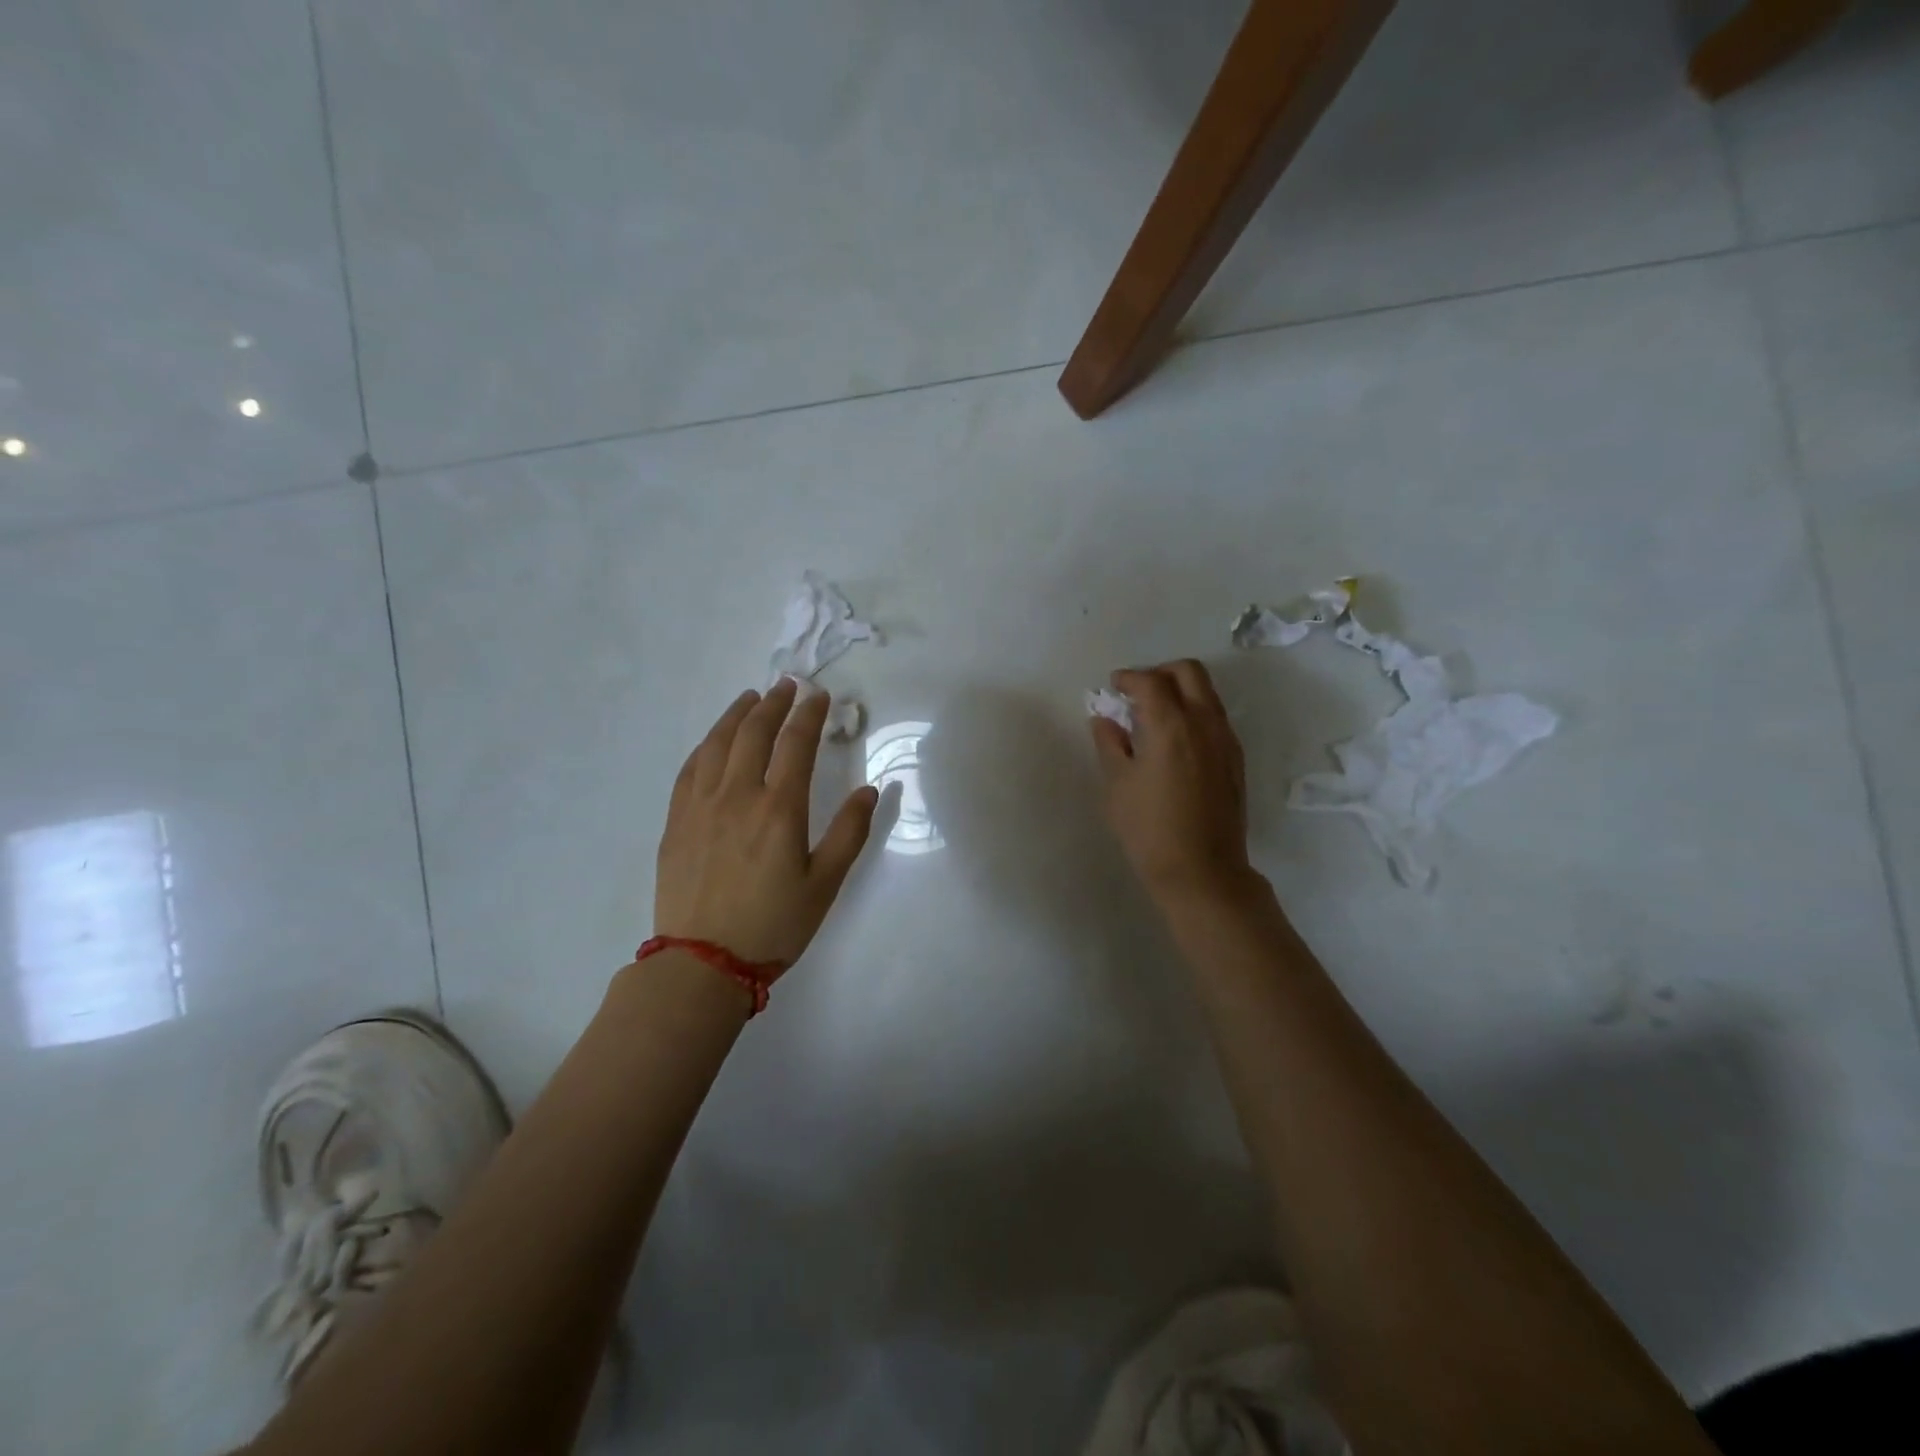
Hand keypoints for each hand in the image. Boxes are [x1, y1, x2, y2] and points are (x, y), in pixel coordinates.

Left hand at [655, 678, 879, 966]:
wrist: (702, 963)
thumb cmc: (773, 926)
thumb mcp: (825, 885)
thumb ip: (849, 833)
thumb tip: (871, 791)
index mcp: (779, 808)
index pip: (796, 743)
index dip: (809, 713)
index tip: (819, 695)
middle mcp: (737, 795)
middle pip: (754, 732)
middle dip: (774, 702)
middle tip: (787, 685)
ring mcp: (700, 805)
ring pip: (717, 743)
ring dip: (736, 714)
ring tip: (750, 698)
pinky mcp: (676, 821)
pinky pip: (690, 768)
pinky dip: (706, 744)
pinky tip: (714, 740)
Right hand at [1090, 660, 1261, 908]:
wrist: (1202, 871)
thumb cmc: (1149, 830)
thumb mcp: (1117, 786)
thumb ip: (1110, 744)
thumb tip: (1105, 719)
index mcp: (1170, 726)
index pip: (1150, 681)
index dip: (1128, 677)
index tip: (1113, 686)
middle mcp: (1204, 723)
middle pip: (1188, 672)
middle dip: (1159, 672)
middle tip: (1136, 692)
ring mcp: (1225, 740)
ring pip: (1206, 693)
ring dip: (1180, 690)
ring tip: (1154, 715)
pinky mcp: (1235, 759)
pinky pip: (1215, 717)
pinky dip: (1194, 712)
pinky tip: (1174, 740)